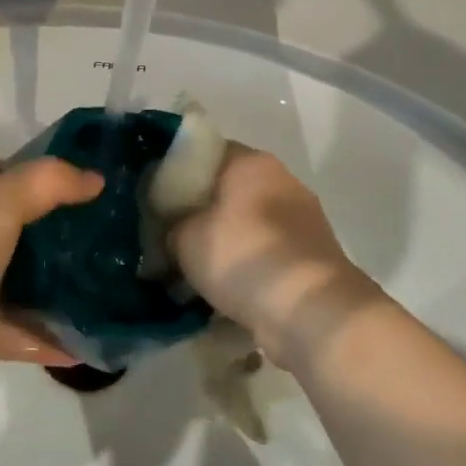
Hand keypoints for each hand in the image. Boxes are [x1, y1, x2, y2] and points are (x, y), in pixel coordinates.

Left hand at [0, 157, 101, 407]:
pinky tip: (87, 341)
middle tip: (100, 230)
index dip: (35, 171)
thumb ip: (47, 182)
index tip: (78, 181)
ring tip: (103, 283)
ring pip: (20, 279)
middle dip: (55, 227)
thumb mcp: (0, 203)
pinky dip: (51, 336)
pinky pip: (22, 329)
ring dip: (56, 283)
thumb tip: (94, 179)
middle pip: (15, 225)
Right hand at [169, 145, 379, 369]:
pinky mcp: (312, 257)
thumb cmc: (242, 257)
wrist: (310, 312)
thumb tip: (170, 230)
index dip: (174, 173)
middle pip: (226, 189)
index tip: (154, 199)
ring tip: (192, 270)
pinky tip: (223, 290)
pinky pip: (265, 253)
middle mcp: (281, 181)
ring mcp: (302, 219)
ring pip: (246, 224)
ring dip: (223, 242)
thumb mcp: (184, 237)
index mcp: (251, 162)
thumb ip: (170, 224)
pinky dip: (246, 267)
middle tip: (169, 237)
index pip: (204, 153)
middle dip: (199, 212)